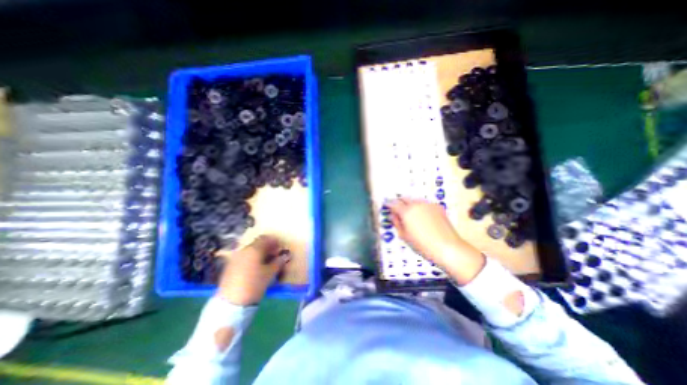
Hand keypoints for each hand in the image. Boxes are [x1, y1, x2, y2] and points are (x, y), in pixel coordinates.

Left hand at [214, 235, 288, 305]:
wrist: (231, 302)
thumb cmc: (254, 284)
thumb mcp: (270, 273)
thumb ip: (278, 262)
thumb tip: (285, 256)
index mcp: (254, 249)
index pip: (266, 238)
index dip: (274, 241)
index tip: (280, 247)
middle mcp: (243, 250)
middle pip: (257, 244)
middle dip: (267, 247)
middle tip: (274, 255)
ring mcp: (235, 258)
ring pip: (250, 251)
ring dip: (259, 253)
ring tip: (266, 262)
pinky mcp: (229, 267)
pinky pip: (244, 257)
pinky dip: (251, 259)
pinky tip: (255, 268)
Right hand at [389, 199, 483, 285]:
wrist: (448, 247)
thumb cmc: (422, 245)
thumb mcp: (404, 236)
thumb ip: (397, 223)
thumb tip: (393, 215)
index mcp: (406, 211)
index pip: (393, 203)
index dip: (388, 204)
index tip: (386, 206)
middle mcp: (416, 204)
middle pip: (404, 198)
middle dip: (399, 202)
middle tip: (398, 210)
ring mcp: (428, 204)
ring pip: (415, 200)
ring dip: (410, 204)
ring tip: (411, 213)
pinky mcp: (437, 206)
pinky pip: (425, 204)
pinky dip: (420, 207)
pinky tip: (423, 216)